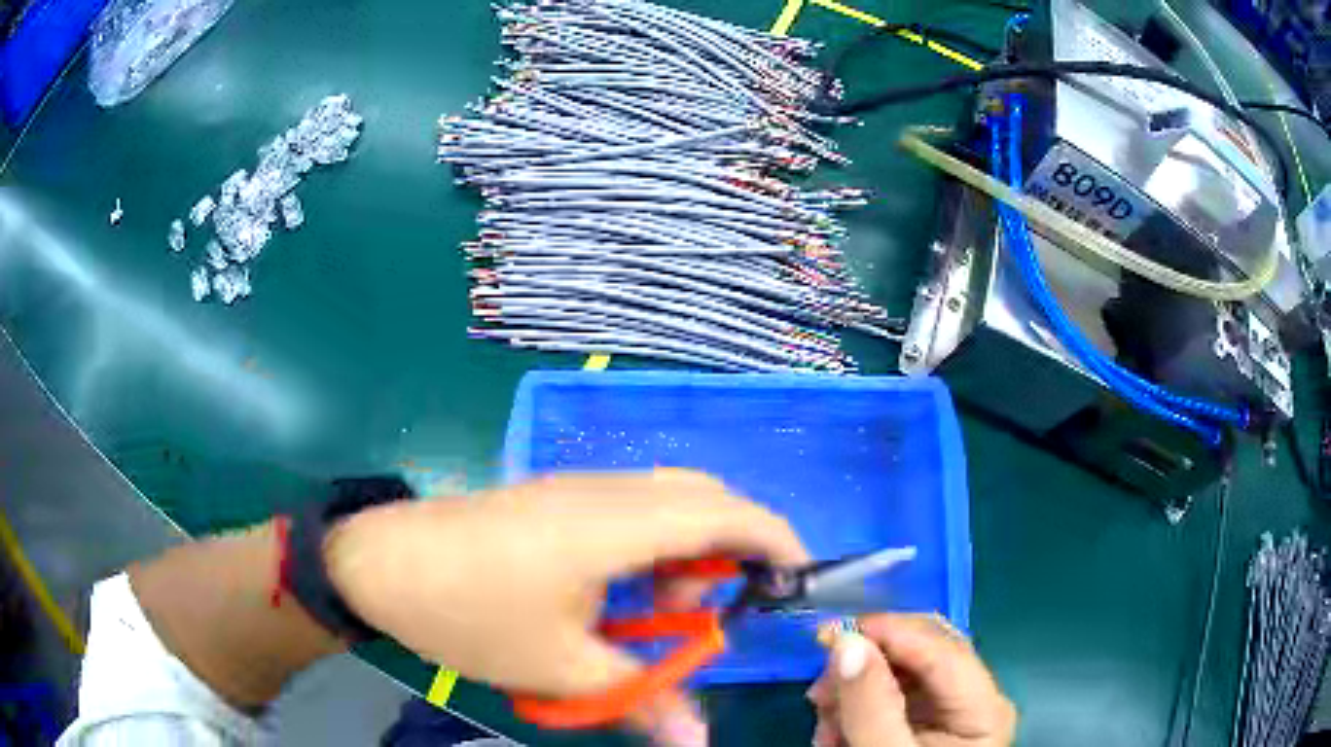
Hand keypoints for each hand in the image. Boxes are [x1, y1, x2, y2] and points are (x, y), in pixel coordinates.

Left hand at [324, 469, 809, 743]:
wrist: (380, 564)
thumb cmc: (471, 615)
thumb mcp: (560, 668)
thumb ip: (642, 699)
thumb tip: (697, 742)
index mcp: (615, 523)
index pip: (725, 512)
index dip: (774, 539)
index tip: (795, 582)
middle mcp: (606, 490)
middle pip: (703, 498)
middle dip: (729, 553)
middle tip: (706, 618)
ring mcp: (576, 486)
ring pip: (666, 502)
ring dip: (684, 554)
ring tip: (654, 616)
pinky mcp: (555, 496)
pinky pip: (630, 508)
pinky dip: (651, 548)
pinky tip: (617, 596)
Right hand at [808, 614, 1015, 746]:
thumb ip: (870, 705)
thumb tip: (847, 642)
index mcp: (984, 709)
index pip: (942, 648)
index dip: (888, 632)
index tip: (827, 635)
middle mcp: (974, 698)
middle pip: (922, 653)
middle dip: (867, 666)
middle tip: (819, 690)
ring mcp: (951, 708)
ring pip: (900, 671)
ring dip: (854, 690)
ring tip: (825, 728)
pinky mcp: (927, 719)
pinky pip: (890, 694)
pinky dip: (857, 707)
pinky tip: (836, 733)